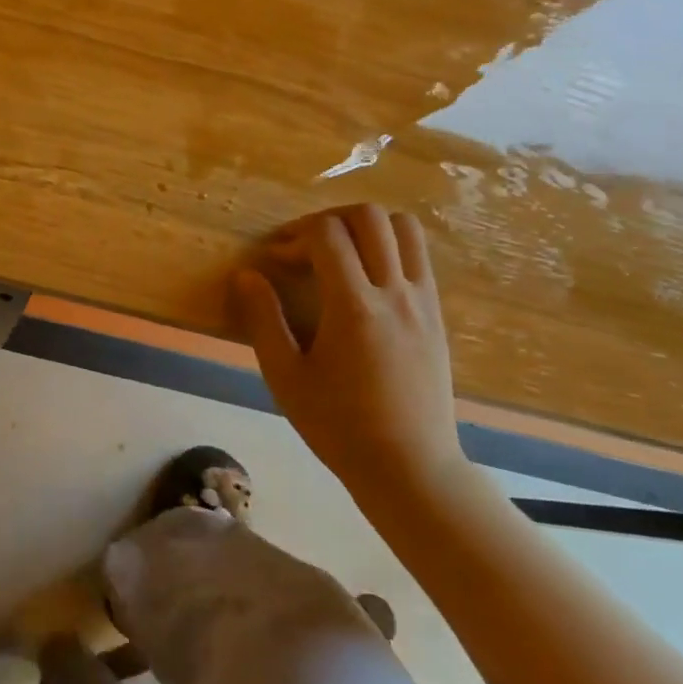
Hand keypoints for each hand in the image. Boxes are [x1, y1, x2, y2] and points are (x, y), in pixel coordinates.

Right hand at [231, 204, 464, 505]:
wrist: (409, 466)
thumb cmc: (337, 425)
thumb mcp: (285, 376)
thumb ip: (263, 319)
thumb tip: (246, 275)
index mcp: (353, 307)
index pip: (327, 235)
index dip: (294, 236)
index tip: (275, 260)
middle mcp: (394, 293)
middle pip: (369, 217)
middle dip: (328, 219)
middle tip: (304, 246)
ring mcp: (422, 302)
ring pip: (404, 229)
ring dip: (365, 228)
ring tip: (338, 253)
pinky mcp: (437, 315)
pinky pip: (418, 257)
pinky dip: (389, 249)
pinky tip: (364, 281)